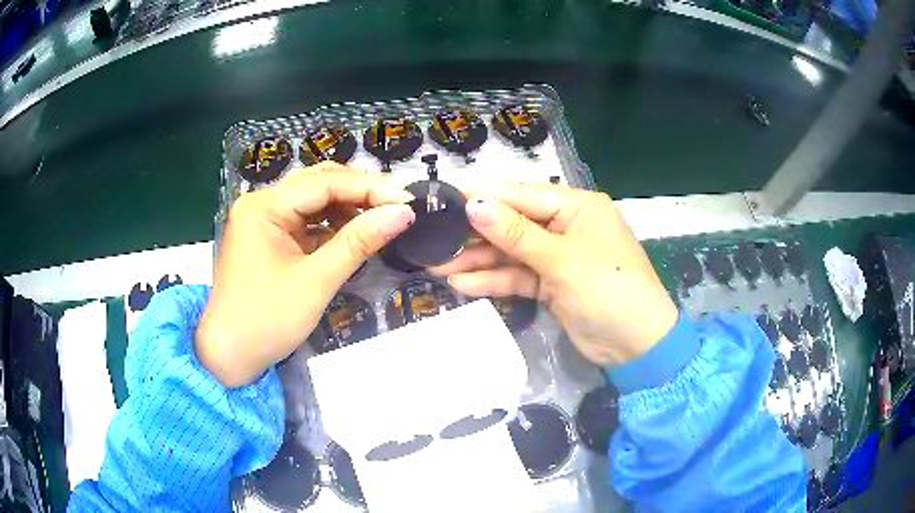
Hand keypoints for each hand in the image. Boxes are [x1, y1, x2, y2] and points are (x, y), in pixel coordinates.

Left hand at [197, 164, 414, 386]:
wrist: (230, 355)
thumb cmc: (267, 321)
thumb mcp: (316, 282)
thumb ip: (359, 242)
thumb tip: (404, 213)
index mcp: (263, 206)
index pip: (324, 182)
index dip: (370, 187)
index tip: (408, 199)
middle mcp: (260, 202)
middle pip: (318, 183)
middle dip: (360, 193)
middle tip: (399, 207)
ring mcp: (263, 218)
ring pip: (314, 200)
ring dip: (348, 208)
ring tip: (382, 220)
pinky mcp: (268, 235)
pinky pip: (306, 220)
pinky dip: (332, 225)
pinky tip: (354, 234)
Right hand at [431, 183, 677, 366]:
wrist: (636, 346)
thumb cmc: (607, 290)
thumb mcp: (561, 259)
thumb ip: (515, 233)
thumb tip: (473, 204)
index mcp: (576, 206)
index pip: (522, 194)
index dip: (483, 196)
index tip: (444, 198)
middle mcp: (566, 226)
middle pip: (513, 223)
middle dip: (476, 233)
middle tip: (435, 238)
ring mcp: (558, 257)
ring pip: (512, 253)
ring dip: (479, 260)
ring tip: (438, 265)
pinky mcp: (552, 284)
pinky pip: (518, 276)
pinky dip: (494, 280)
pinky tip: (462, 284)